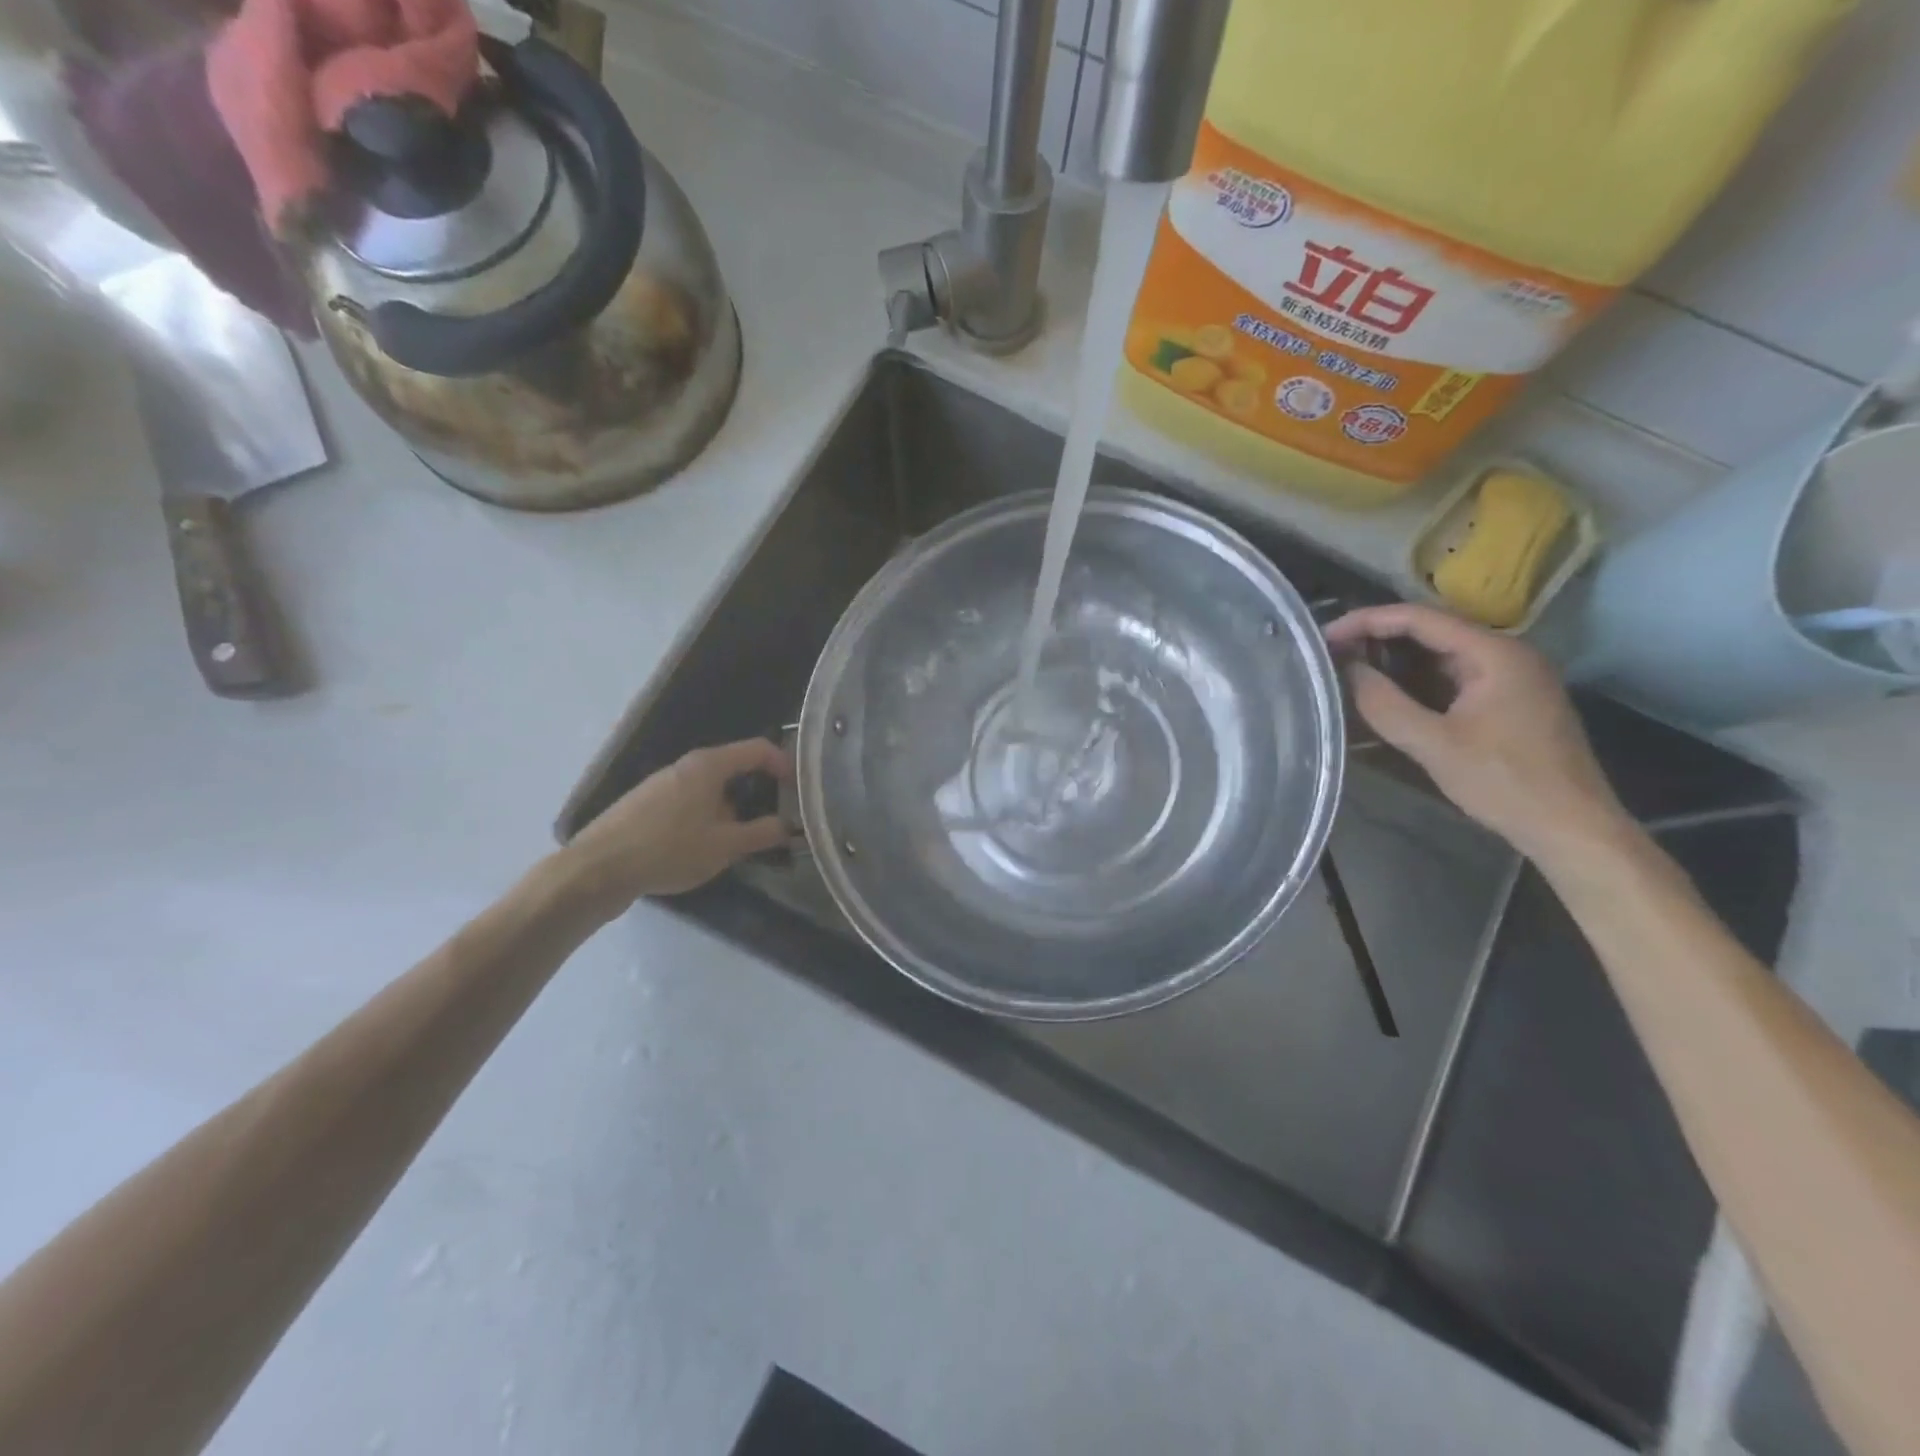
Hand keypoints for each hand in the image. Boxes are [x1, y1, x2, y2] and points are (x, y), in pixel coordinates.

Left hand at [561, 738, 792, 912]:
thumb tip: (788, 826)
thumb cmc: (669, 849)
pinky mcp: (645, 805)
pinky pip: (689, 803)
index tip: (799, 789)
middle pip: (733, 769)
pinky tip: (702, 849)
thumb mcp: (724, 846)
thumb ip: (761, 833)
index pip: (757, 749)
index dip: (784, 764)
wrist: (597, 870)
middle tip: (774, 821)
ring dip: (731, 809)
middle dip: (758, 793)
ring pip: (710, 789)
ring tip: (739, 841)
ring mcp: (662, 784)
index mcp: (708, 766)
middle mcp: (685, 766)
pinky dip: (706, 817)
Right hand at [1325, 604, 1630, 863]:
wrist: (1572, 828)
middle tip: (1330, 652)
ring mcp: (1511, 676)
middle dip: (1378, 637)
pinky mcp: (1508, 699)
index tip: (1325, 637)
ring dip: (1395, 658)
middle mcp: (1506, 653)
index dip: (1367, 621)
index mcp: (1494, 653)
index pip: (1420, 618)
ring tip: (1349, 667)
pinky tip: (1387, 691)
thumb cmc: (1505, 783)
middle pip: (1431, 630)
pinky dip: (1416, 678)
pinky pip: (1452, 675)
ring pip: (1441, 653)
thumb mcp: (1434, 745)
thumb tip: (1347, 670)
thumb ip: (1385, 704)